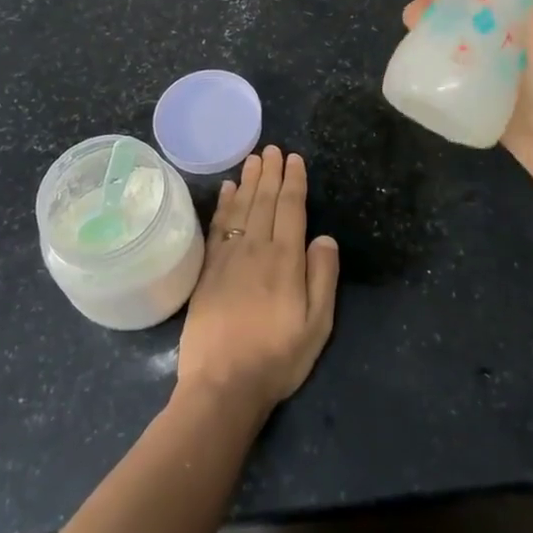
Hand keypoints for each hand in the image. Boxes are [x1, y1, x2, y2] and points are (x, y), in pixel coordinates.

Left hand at [177, 146, 339, 417]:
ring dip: (248, 180)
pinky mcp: (208, 269)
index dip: (293, 182)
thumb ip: (323, 278)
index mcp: (286, 260)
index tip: (294, 159)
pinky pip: (218, 225)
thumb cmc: (277, 358)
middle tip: (272, 148)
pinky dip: (224, 204)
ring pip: (241, 207)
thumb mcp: (317, 326)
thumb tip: (324, 237)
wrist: (222, 385)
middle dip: (270, 172)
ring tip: (253, 158)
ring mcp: (228, 257)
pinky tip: (227, 189)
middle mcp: (256, 249)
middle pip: (264, 201)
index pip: (291, 209)